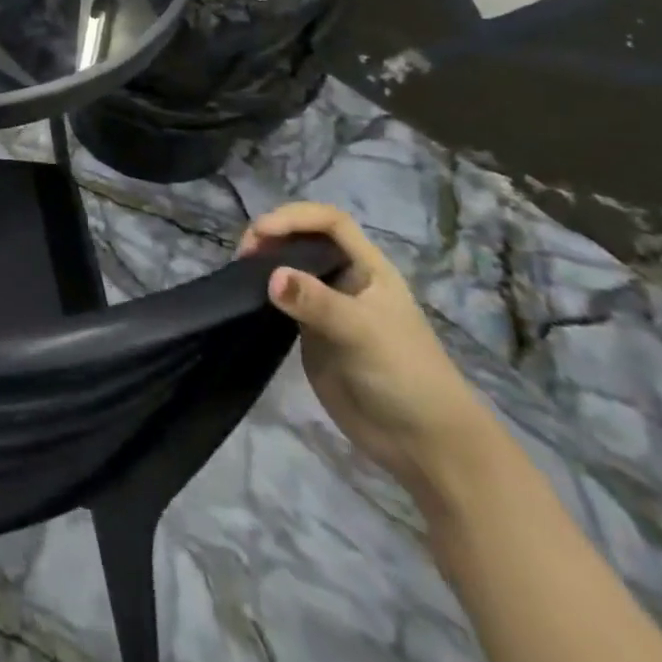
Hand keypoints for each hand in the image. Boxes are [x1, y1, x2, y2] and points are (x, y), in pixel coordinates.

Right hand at [239, 202, 495, 508]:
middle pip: (303, 238)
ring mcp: (327, 306)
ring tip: (239, 273)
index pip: (329, 221)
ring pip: (289, 267)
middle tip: (243, 256)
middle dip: (271, 236)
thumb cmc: (405, 376)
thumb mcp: (363, 333)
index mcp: (368, 268)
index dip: (294, 217)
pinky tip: (246, 297)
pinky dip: (261, 292)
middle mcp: (345, 279)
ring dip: (263, 262)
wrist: (423, 444)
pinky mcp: (311, 333)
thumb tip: (270, 277)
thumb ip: (317, 303)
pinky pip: (281, 300)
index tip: (260, 232)